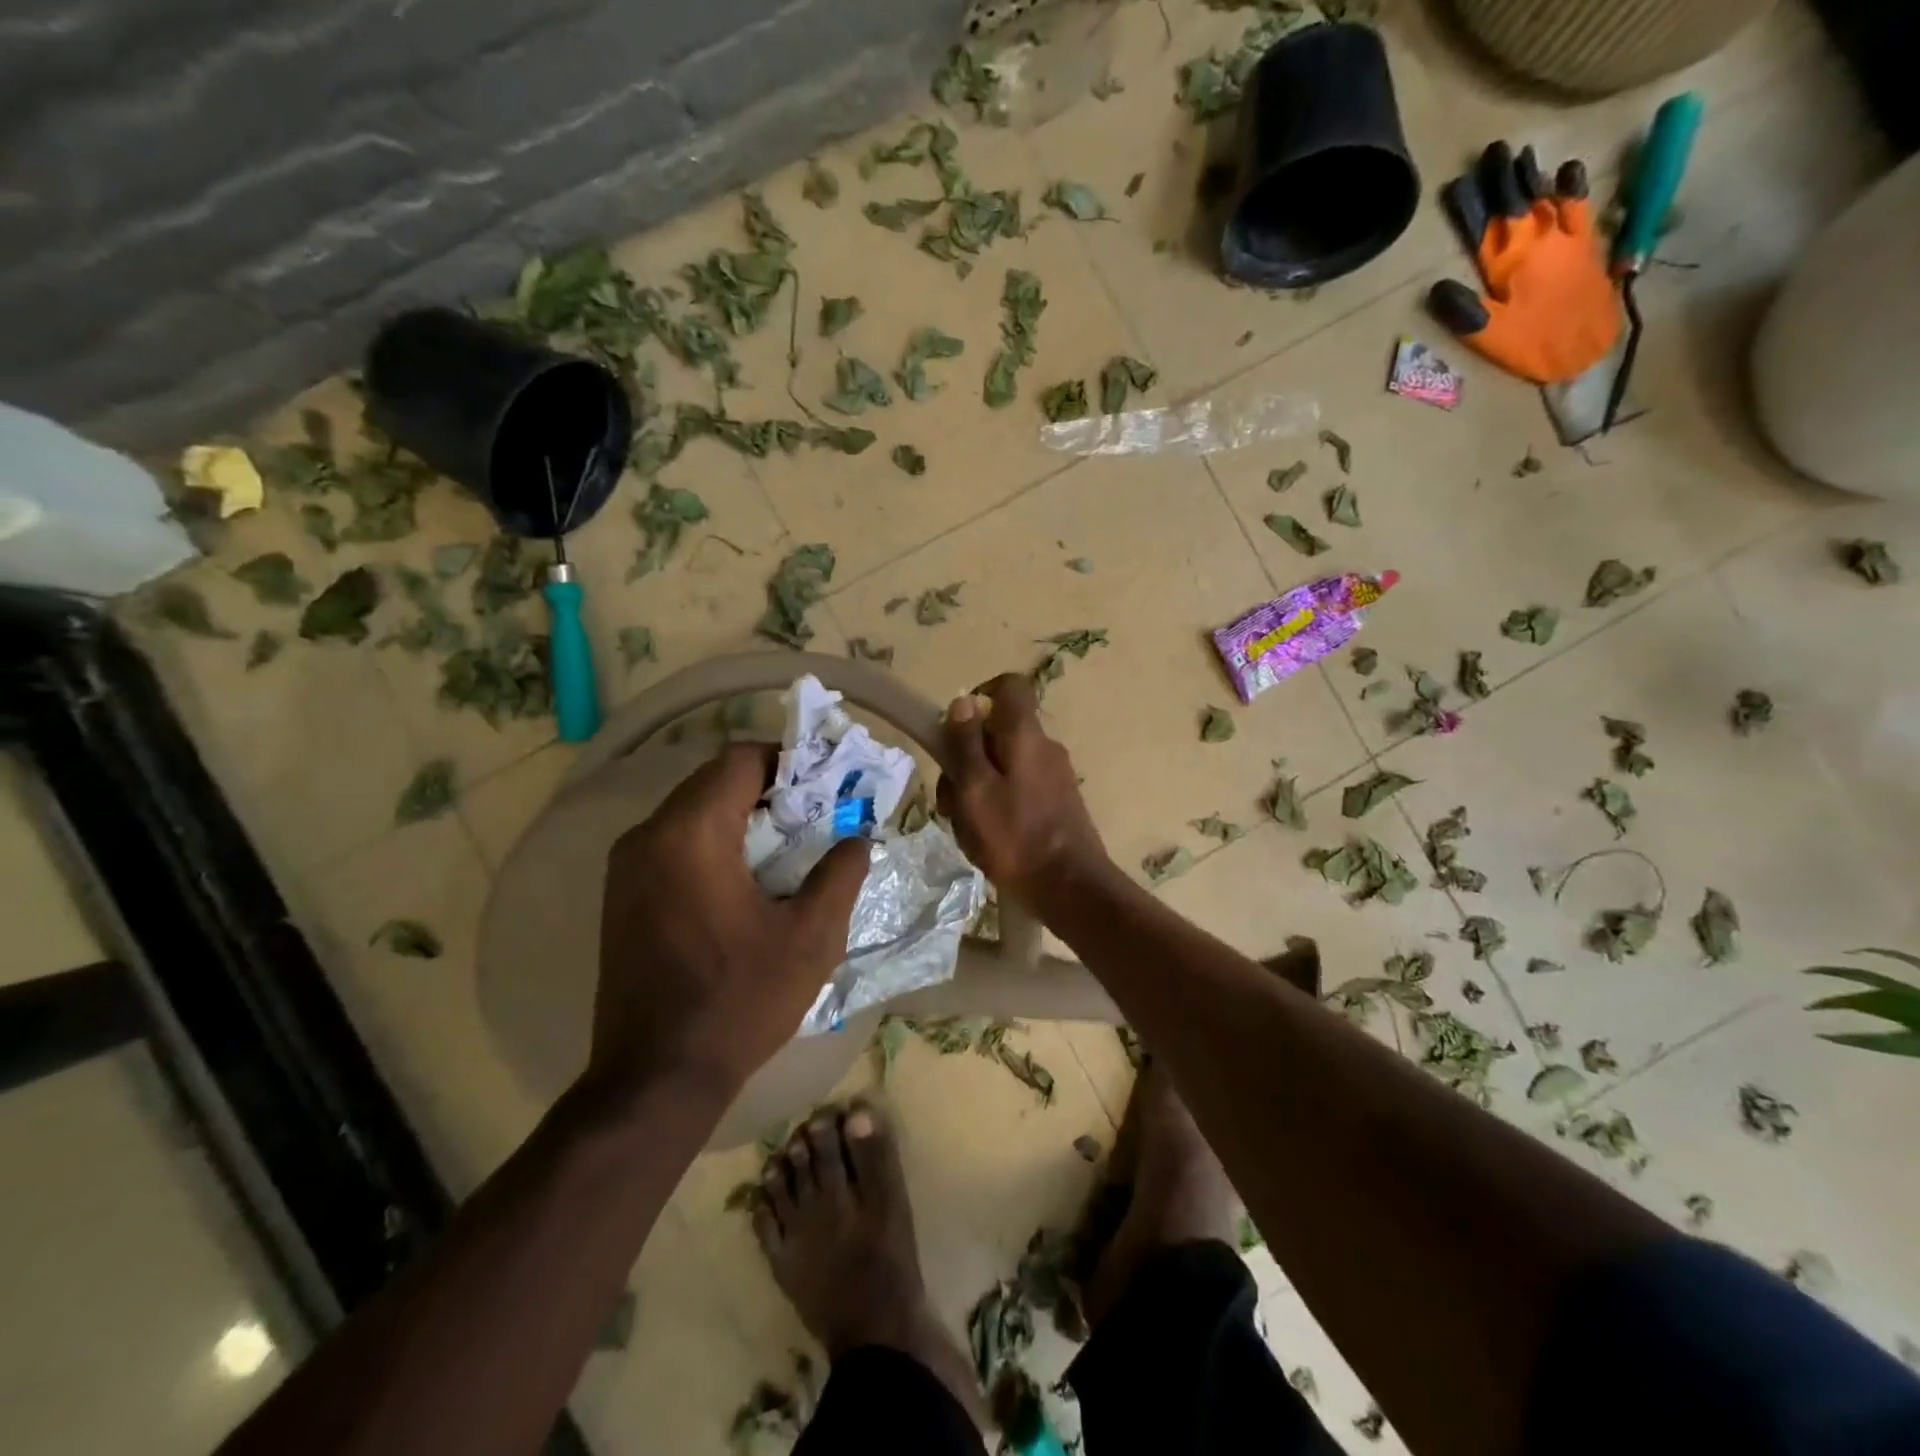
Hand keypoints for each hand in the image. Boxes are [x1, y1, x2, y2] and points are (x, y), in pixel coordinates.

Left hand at [589, 743, 869, 1104]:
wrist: (656, 1078)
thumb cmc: (740, 1001)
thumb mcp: (811, 937)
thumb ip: (840, 874)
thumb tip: (857, 839)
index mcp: (691, 834)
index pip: (739, 760)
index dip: (786, 761)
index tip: (823, 787)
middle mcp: (648, 836)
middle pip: (713, 781)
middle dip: (766, 789)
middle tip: (812, 816)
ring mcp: (626, 866)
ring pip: (691, 810)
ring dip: (739, 815)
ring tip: (785, 847)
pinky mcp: (621, 895)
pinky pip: (673, 842)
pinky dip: (712, 841)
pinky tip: (744, 880)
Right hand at [936, 673, 1109, 907]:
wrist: (1070, 888)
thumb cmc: (1015, 837)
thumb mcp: (975, 789)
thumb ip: (966, 743)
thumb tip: (964, 700)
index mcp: (1025, 735)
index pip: (1010, 686)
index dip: (980, 696)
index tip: (956, 728)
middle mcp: (1044, 748)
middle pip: (997, 733)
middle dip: (966, 760)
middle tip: (953, 801)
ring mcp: (1053, 777)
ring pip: (1002, 767)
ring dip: (976, 791)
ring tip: (967, 830)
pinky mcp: (1056, 804)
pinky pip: (1017, 791)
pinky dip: (996, 808)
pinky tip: (987, 842)